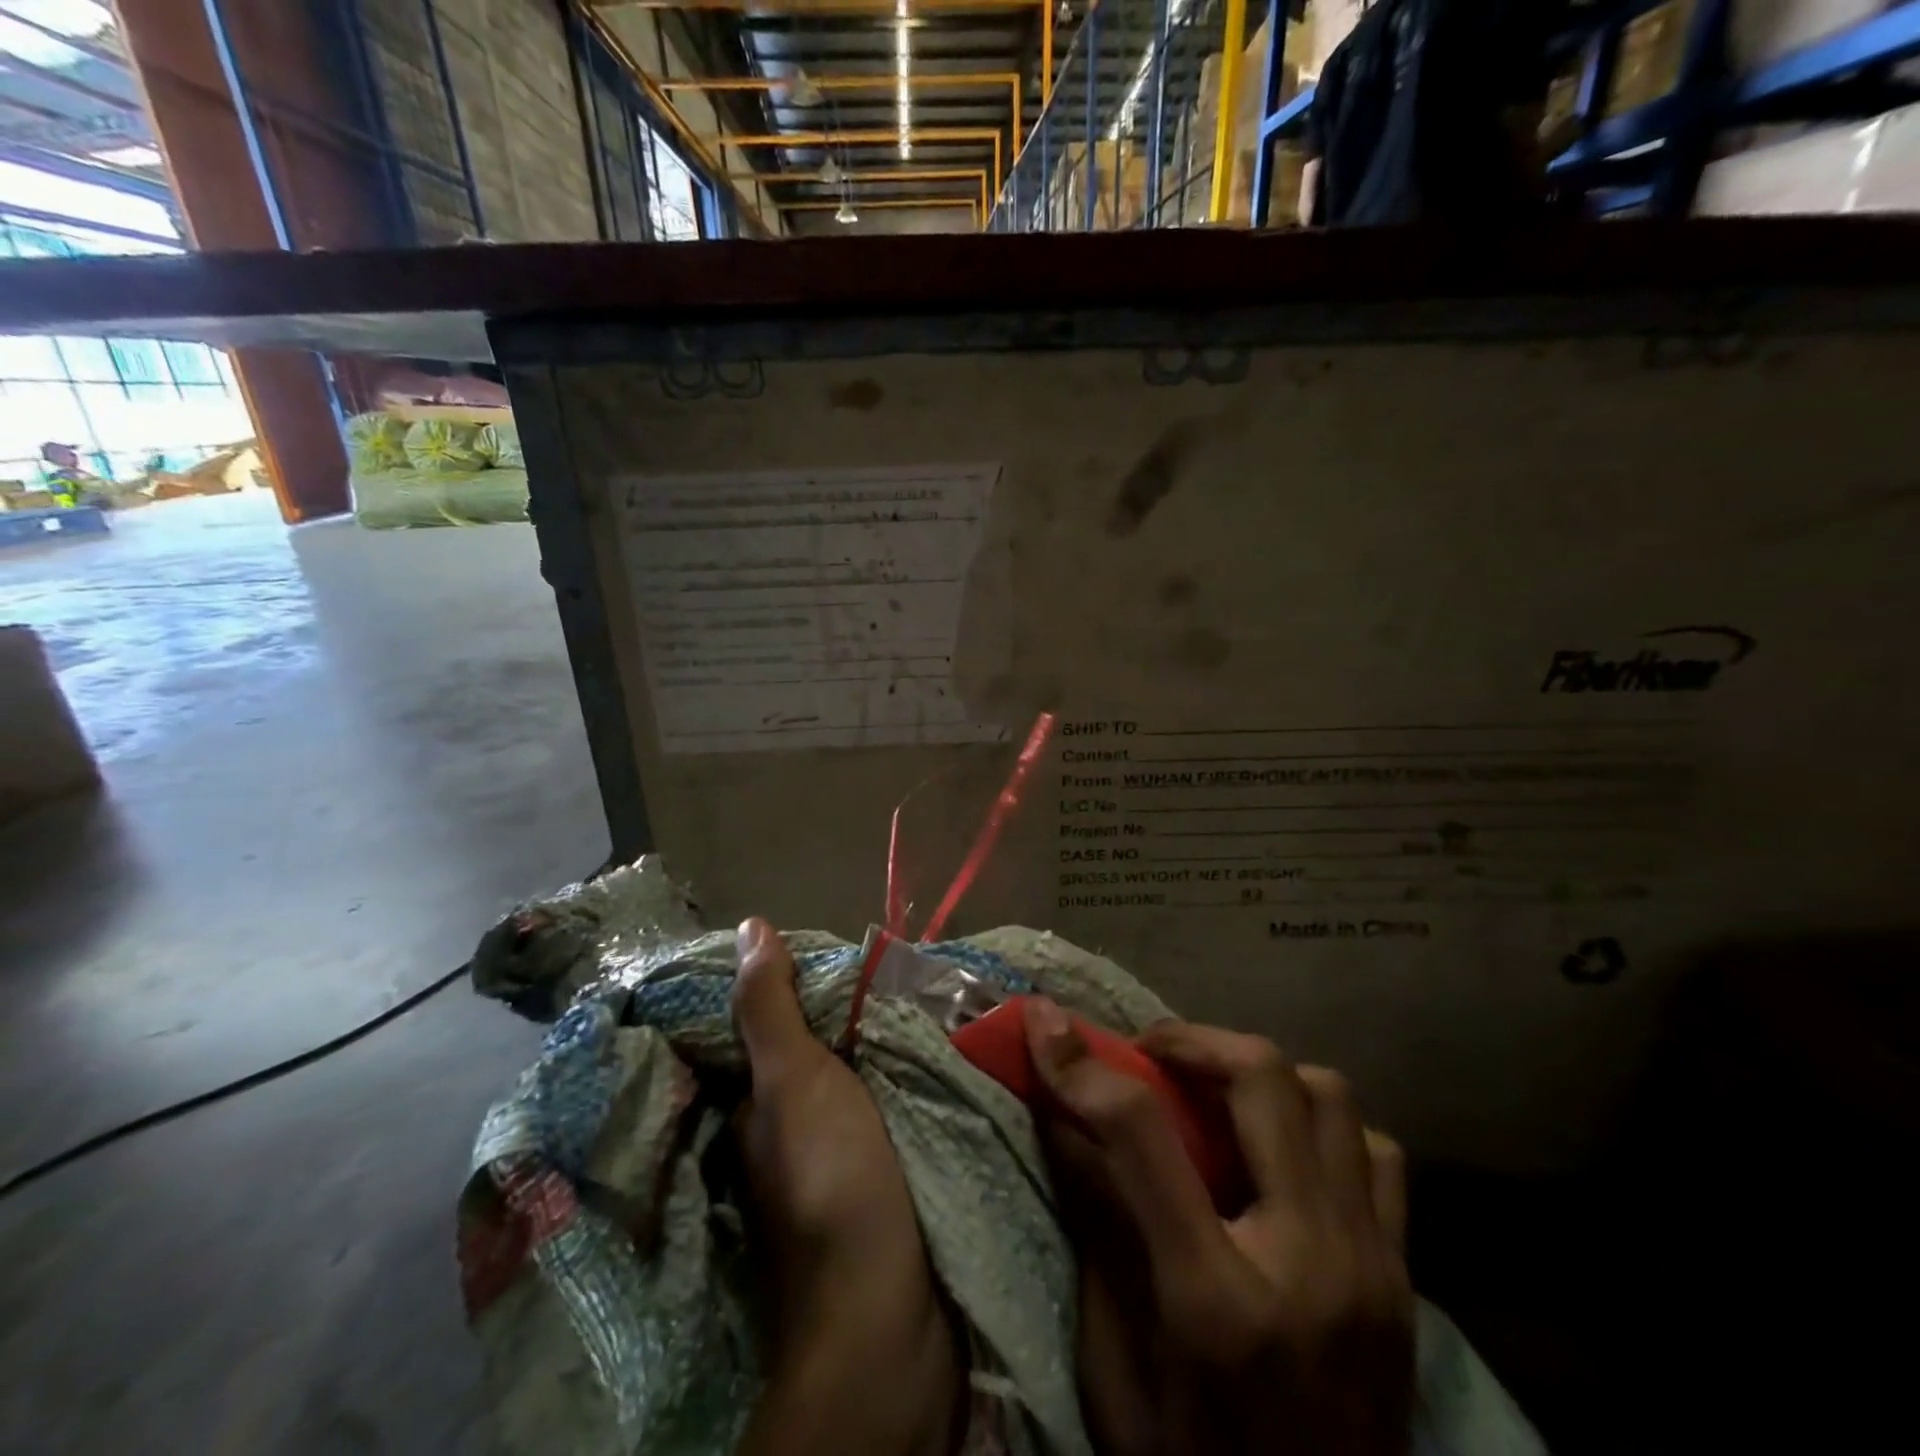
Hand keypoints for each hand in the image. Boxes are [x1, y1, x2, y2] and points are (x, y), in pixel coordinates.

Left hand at [732, 918, 961, 1455]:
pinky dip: (917, 1077)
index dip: (808, 980)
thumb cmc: (832, 1181)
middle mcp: (799, 1123)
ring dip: (895, 1040)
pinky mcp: (892, 1171)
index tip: (847, 944)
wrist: (888, 1314)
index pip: (780, 1021)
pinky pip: (902, 1105)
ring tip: (938, 987)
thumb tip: (749, 925)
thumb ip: (771, 1008)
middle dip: (860, 1008)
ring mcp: (847, 1150)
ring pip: (868, 1075)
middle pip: (829, 1046)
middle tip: (907, 960)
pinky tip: (948, 1047)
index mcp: (766, 1101)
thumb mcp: (793, 1082)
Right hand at [1025, 1000, 1413, 1455]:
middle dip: (1190, 1040)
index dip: (1082, 1065)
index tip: (1047, 1022)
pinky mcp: (1406, 1278)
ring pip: (1329, 1095)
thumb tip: (1061, 1118)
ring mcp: (1374, 1267)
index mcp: (1215, 1299)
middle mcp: (1309, 1262)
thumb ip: (1095, 1228)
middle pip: (1261, 1079)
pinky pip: (1375, 1152)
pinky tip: (1282, 1152)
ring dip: (1259, 1073)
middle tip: (1150, 1053)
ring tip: (1215, 1092)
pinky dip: (1321, 1126)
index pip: (1141, 1135)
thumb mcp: (1114, 1364)